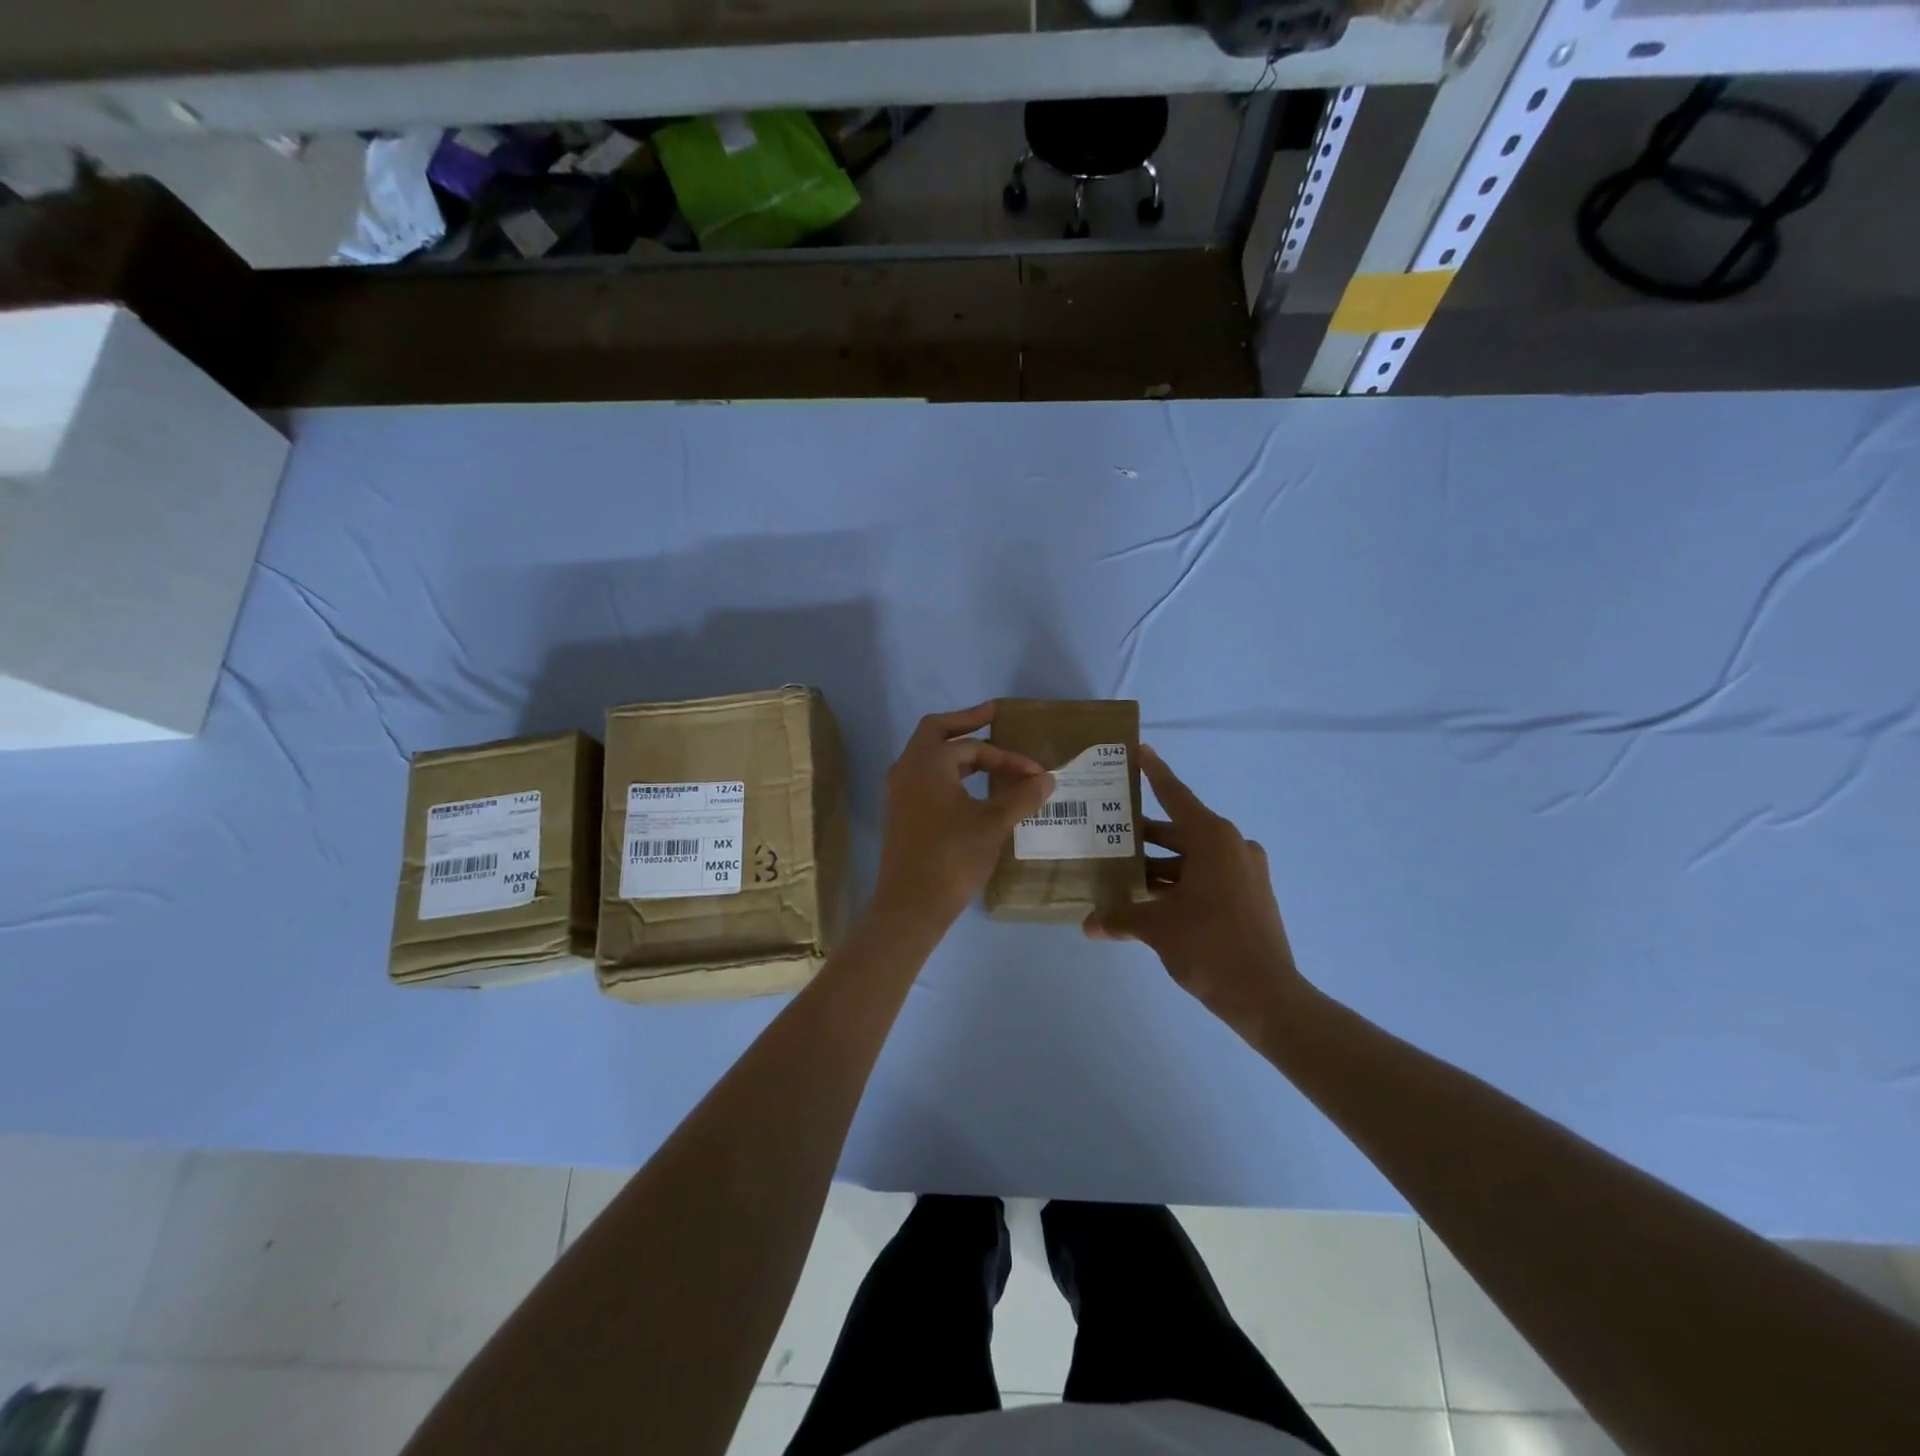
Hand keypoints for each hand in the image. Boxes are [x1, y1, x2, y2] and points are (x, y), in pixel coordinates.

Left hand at [871, 703, 1054, 937]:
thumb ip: (1021, 796)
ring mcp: (899, 791)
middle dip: (966, 723)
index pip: (973, 747)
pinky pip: (925, 777)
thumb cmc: (952, 856)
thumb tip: (1046, 778)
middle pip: (937, 732)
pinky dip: (948, 772)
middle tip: (992, 715)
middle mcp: (907, 768)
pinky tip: (969, 788)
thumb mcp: (993, 824)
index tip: (1035, 773)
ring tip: (987, 756)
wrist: (911, 904)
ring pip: (929, 756)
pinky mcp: (900, 812)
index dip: (1007, 757)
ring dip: (957, 751)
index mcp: (927, 762)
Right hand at [1084, 745, 1305, 1038]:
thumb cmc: (1210, 946)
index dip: (1155, 772)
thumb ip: (1121, 918)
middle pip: (1179, 830)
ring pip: (1191, 858)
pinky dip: (1178, 882)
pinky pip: (1205, 877)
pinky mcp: (1248, 896)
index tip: (1139, 750)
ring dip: (1158, 864)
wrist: (1268, 997)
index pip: (1175, 795)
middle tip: (1107, 829)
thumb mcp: (1158, 928)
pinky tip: (1148, 898)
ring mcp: (1244, 872)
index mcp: (1213, 838)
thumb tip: (1089, 925)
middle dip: (1143, 834)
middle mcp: (1231, 846)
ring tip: (1120, 871)